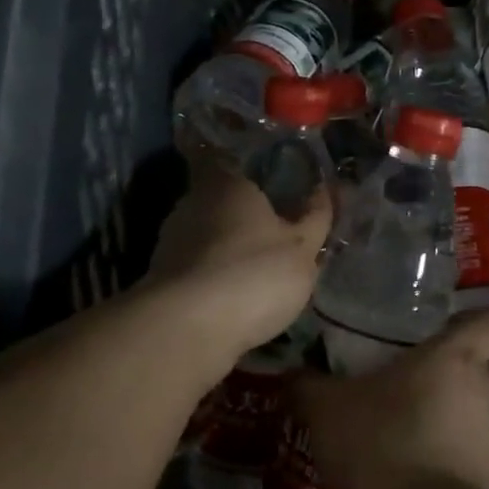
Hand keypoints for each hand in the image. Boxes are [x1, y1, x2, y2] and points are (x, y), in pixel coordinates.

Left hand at [144, 161, 330, 361]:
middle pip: (217, 197)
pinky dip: (213, 272)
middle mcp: (191, 202)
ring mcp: (170, 241)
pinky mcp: (161, 278)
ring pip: (205, 232)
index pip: (225, 156)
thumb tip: (326, 188)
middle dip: (241, 209)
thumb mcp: (302, 247)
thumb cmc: (253, 274)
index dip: (245, 163)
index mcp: (226, 183)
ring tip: (257, 263)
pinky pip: (196, 264)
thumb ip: (316, 216)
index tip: (267, 175)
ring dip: (226, 244)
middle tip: (274, 223)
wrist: (186, 331)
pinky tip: (235, 291)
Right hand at [292, 311, 488, 488]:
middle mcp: (487, 392)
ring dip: (444, 430)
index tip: (446, 337)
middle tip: (398, 400)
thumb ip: (309, 386)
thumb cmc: (379, 444)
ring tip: (399, 450)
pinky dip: (449, 472)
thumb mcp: (327, 410)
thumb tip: (292, 375)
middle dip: (440, 386)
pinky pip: (471, 465)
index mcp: (455, 357)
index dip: (475, 326)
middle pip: (472, 375)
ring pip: (472, 421)